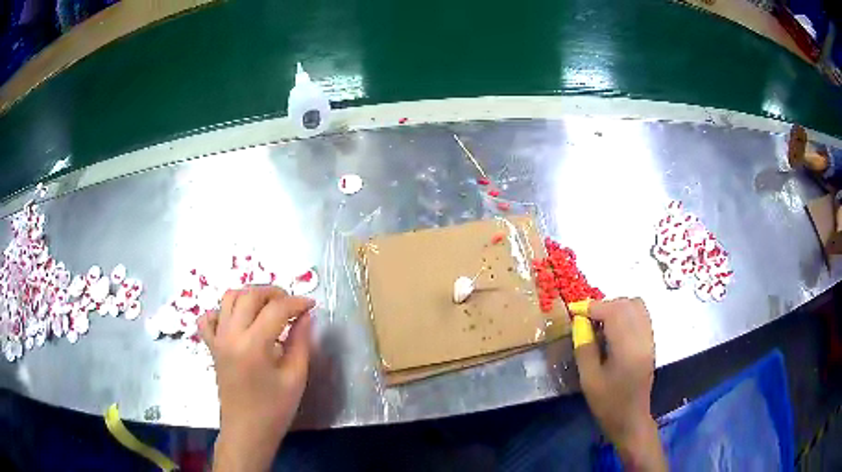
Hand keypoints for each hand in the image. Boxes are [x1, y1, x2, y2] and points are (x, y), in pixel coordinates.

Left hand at [199, 286, 314, 471]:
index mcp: (254, 345)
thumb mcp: (295, 378)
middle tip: (291, 304)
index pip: (276, 309)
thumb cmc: (275, 409)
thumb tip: (306, 316)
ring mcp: (218, 339)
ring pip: (228, 298)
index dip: (297, 302)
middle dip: (273, 292)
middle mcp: (231, 335)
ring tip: (267, 306)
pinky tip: (237, 320)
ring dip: (250, 295)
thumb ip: (301, 342)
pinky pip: (208, 318)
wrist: (247, 430)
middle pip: (250, 296)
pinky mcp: (211, 347)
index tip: (312, 304)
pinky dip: (222, 311)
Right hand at [572, 298, 665, 470]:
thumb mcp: (589, 379)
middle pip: (627, 304)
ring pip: (637, 306)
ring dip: (617, 307)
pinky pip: (641, 315)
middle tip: (586, 318)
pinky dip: (627, 313)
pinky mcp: (651, 342)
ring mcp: (649, 339)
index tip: (575, 311)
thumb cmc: (607, 403)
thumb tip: (579, 322)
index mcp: (627, 349)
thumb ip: (585, 348)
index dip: (592, 307)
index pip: (613, 312)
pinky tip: (614, 329)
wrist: (631, 418)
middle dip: (604, 305)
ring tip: (600, 322)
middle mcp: (642, 338)